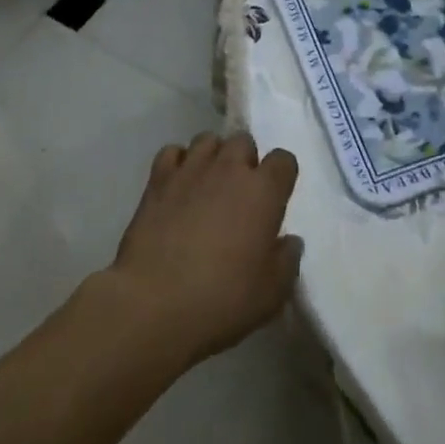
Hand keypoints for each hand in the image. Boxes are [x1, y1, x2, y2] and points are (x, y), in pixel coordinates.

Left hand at [103, 131, 302, 370]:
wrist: (154, 303)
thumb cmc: (222, 300)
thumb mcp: (271, 294)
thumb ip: (287, 261)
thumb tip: (289, 241)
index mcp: (263, 191)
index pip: (284, 160)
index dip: (282, 176)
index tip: (276, 198)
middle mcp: (229, 168)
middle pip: (244, 142)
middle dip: (245, 161)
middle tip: (240, 195)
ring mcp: (191, 168)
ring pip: (208, 140)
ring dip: (213, 157)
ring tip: (208, 185)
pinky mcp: (159, 178)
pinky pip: (173, 152)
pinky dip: (178, 163)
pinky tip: (178, 186)